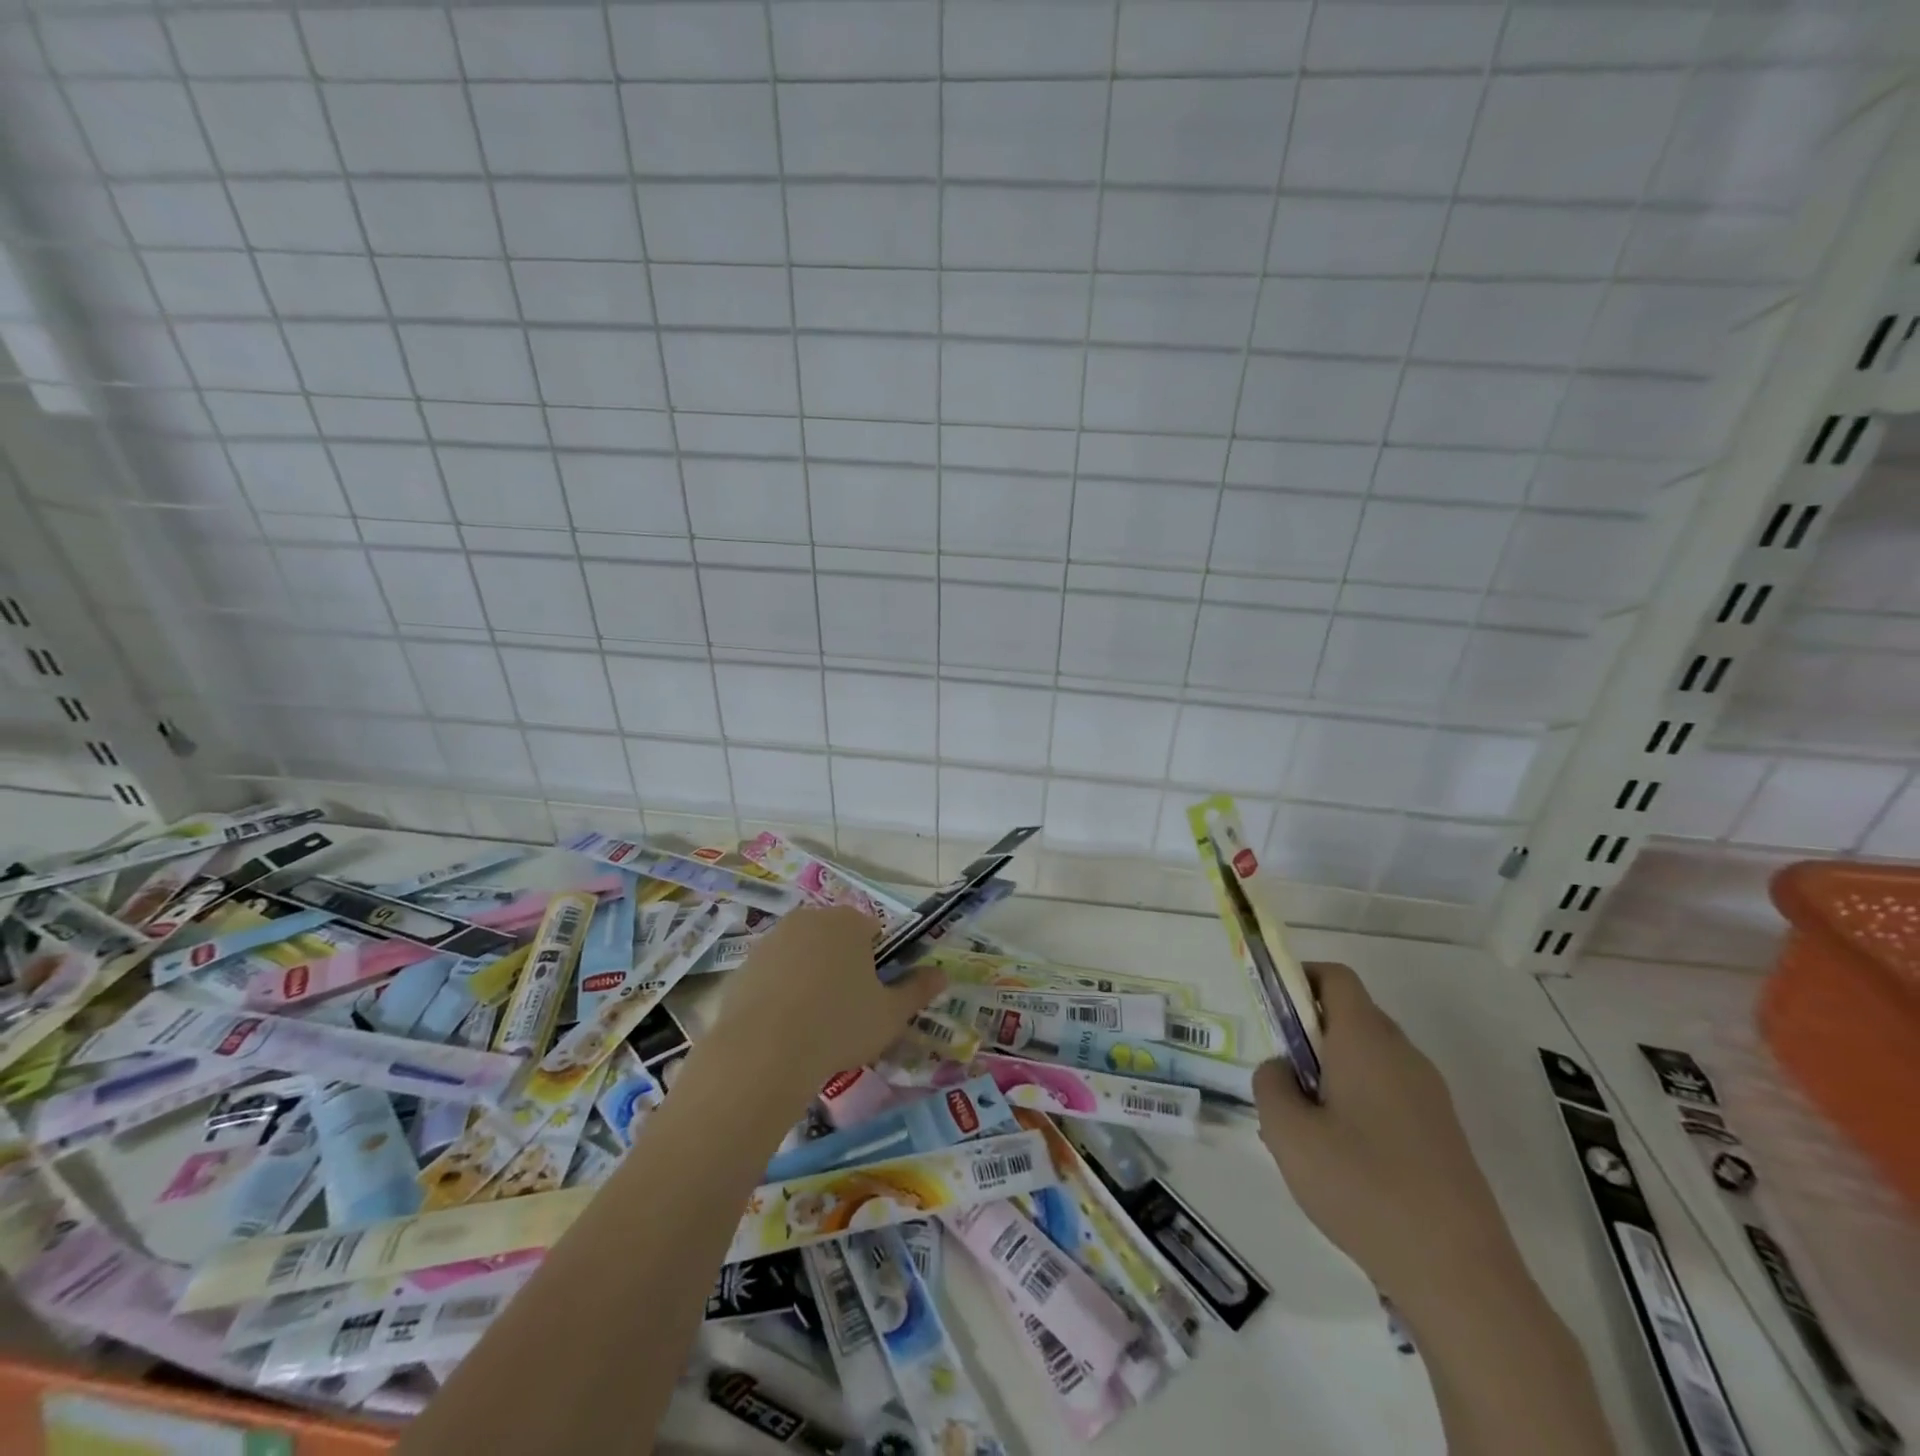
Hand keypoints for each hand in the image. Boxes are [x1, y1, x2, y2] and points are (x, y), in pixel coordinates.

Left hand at [710, 906, 945, 1097]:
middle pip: (835, 939)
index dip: (878, 962)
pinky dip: (779, 992)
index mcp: (849, 922)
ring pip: (802, 955)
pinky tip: (781, 1028)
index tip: (874, 994)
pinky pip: (772, 975)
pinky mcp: (743, 965)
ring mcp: (772, 940)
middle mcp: (809, 919)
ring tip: (812, 1024)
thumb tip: (942, 974)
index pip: (873, 931)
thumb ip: (918, 990)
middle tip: (846, 1010)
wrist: (763, 1052)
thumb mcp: (890, 1014)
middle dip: (842, 966)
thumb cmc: (839, 1025)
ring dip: (810, 978)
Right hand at [1253, 962, 1520, 1308]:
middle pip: (1351, 1016)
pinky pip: (1389, 1092)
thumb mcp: (1287, 1133)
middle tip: (1284, 1081)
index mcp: (1366, 1040)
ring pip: (1368, 1058)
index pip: (1335, 977)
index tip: (1272, 1012)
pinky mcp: (1443, 1133)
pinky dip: (1358, 1102)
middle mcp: (1403, 1055)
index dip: (1299, 979)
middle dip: (1309, 1034)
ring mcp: (1430, 1095)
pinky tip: (1345, 1161)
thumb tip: (1283, 1069)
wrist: (1462, 1277)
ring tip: (1309, 1130)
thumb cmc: (1362, 1188)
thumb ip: (1270, 1084)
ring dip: (1332, 1072)